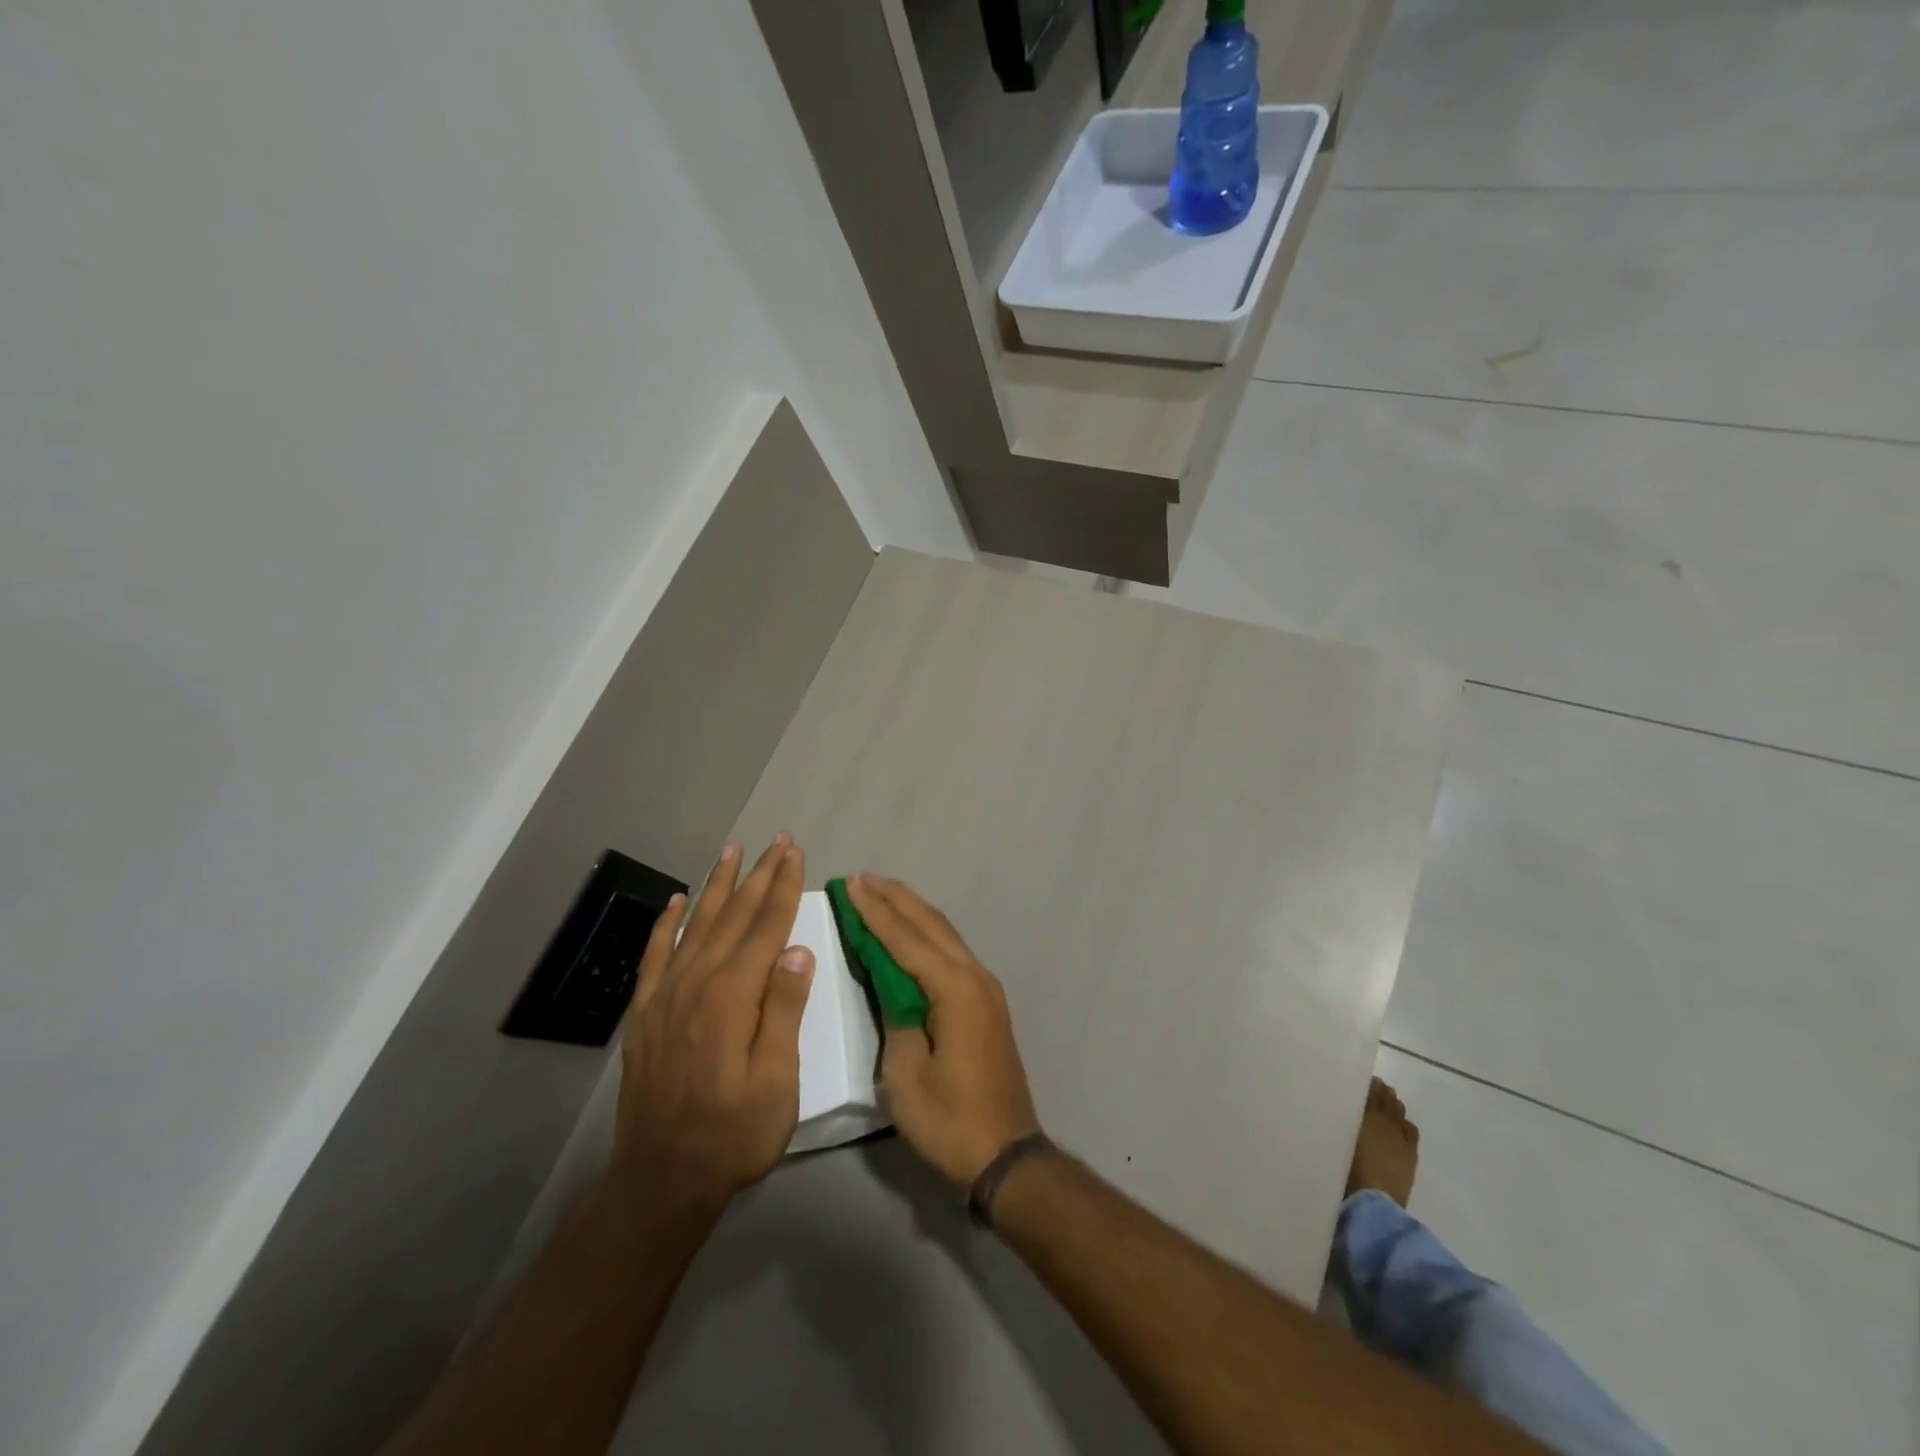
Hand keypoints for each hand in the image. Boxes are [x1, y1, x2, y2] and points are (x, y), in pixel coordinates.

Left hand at [610, 836, 814, 1209]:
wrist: (661, 1180)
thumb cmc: (734, 1135)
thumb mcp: (777, 1082)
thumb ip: (784, 1011)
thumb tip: (798, 949)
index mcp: (732, 997)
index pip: (765, 928)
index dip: (783, 888)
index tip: (795, 853)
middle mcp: (697, 983)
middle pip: (733, 916)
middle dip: (758, 875)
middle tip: (777, 840)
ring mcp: (666, 996)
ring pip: (697, 925)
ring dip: (718, 885)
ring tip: (732, 851)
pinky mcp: (646, 1013)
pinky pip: (657, 954)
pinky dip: (668, 923)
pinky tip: (679, 900)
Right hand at [849, 874, 1041, 1188]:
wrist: (1006, 1154)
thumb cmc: (950, 1120)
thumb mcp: (906, 1076)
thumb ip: (896, 1020)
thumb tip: (892, 988)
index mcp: (954, 989)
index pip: (906, 939)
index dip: (875, 911)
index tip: (851, 885)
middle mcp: (974, 976)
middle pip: (930, 924)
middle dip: (895, 898)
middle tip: (862, 878)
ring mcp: (985, 988)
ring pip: (944, 933)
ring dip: (912, 911)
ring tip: (881, 893)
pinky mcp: (986, 1002)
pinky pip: (951, 951)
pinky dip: (926, 933)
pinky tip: (910, 932)